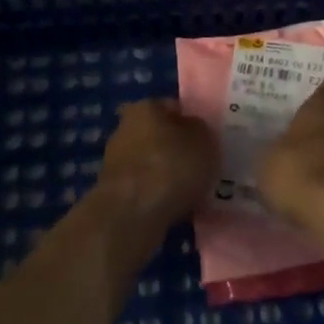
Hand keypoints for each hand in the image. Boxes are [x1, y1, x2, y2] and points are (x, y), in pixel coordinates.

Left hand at [96, 98, 220, 234]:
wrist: (131, 216)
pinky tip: (178, 207)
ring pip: (153, 163)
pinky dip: (160, 195)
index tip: (209, 140)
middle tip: (204, 165)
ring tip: (195, 191)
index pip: (175, 107)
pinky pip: (146, 188)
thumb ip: (201, 130)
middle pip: (161, 135)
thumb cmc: (170, 167)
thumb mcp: (204, 141)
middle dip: (180, 149)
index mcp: (146, 108)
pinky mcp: (114, 192)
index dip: (194, 122)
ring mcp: (116, 162)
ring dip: (170, 175)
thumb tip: (194, 130)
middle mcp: (125, 129)